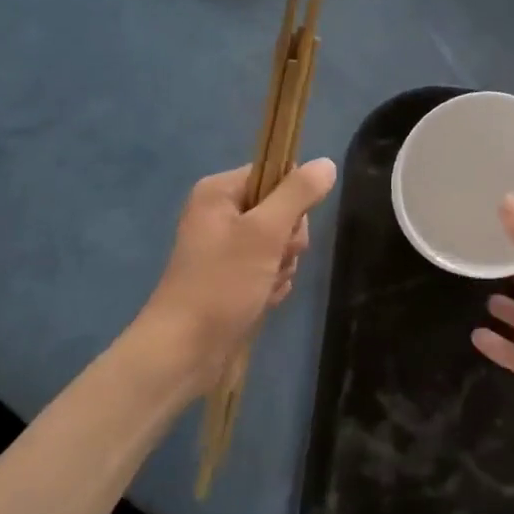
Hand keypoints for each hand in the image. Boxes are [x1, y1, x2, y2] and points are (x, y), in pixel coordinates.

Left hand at [142, 159, 337, 394]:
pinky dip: (273, 283)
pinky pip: (272, 267)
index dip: (292, 199)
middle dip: (288, 239)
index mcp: (220, 192)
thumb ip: (298, 195)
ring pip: (281, 242)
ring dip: (283, 265)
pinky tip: (262, 299)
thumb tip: (327, 163)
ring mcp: (228, 247)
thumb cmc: (222, 284)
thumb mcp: (264, 232)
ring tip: (264, 285)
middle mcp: (222, 213)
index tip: (286, 226)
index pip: (275, 173)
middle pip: (283, 209)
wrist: (187, 350)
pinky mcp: (235, 276)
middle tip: (274, 259)